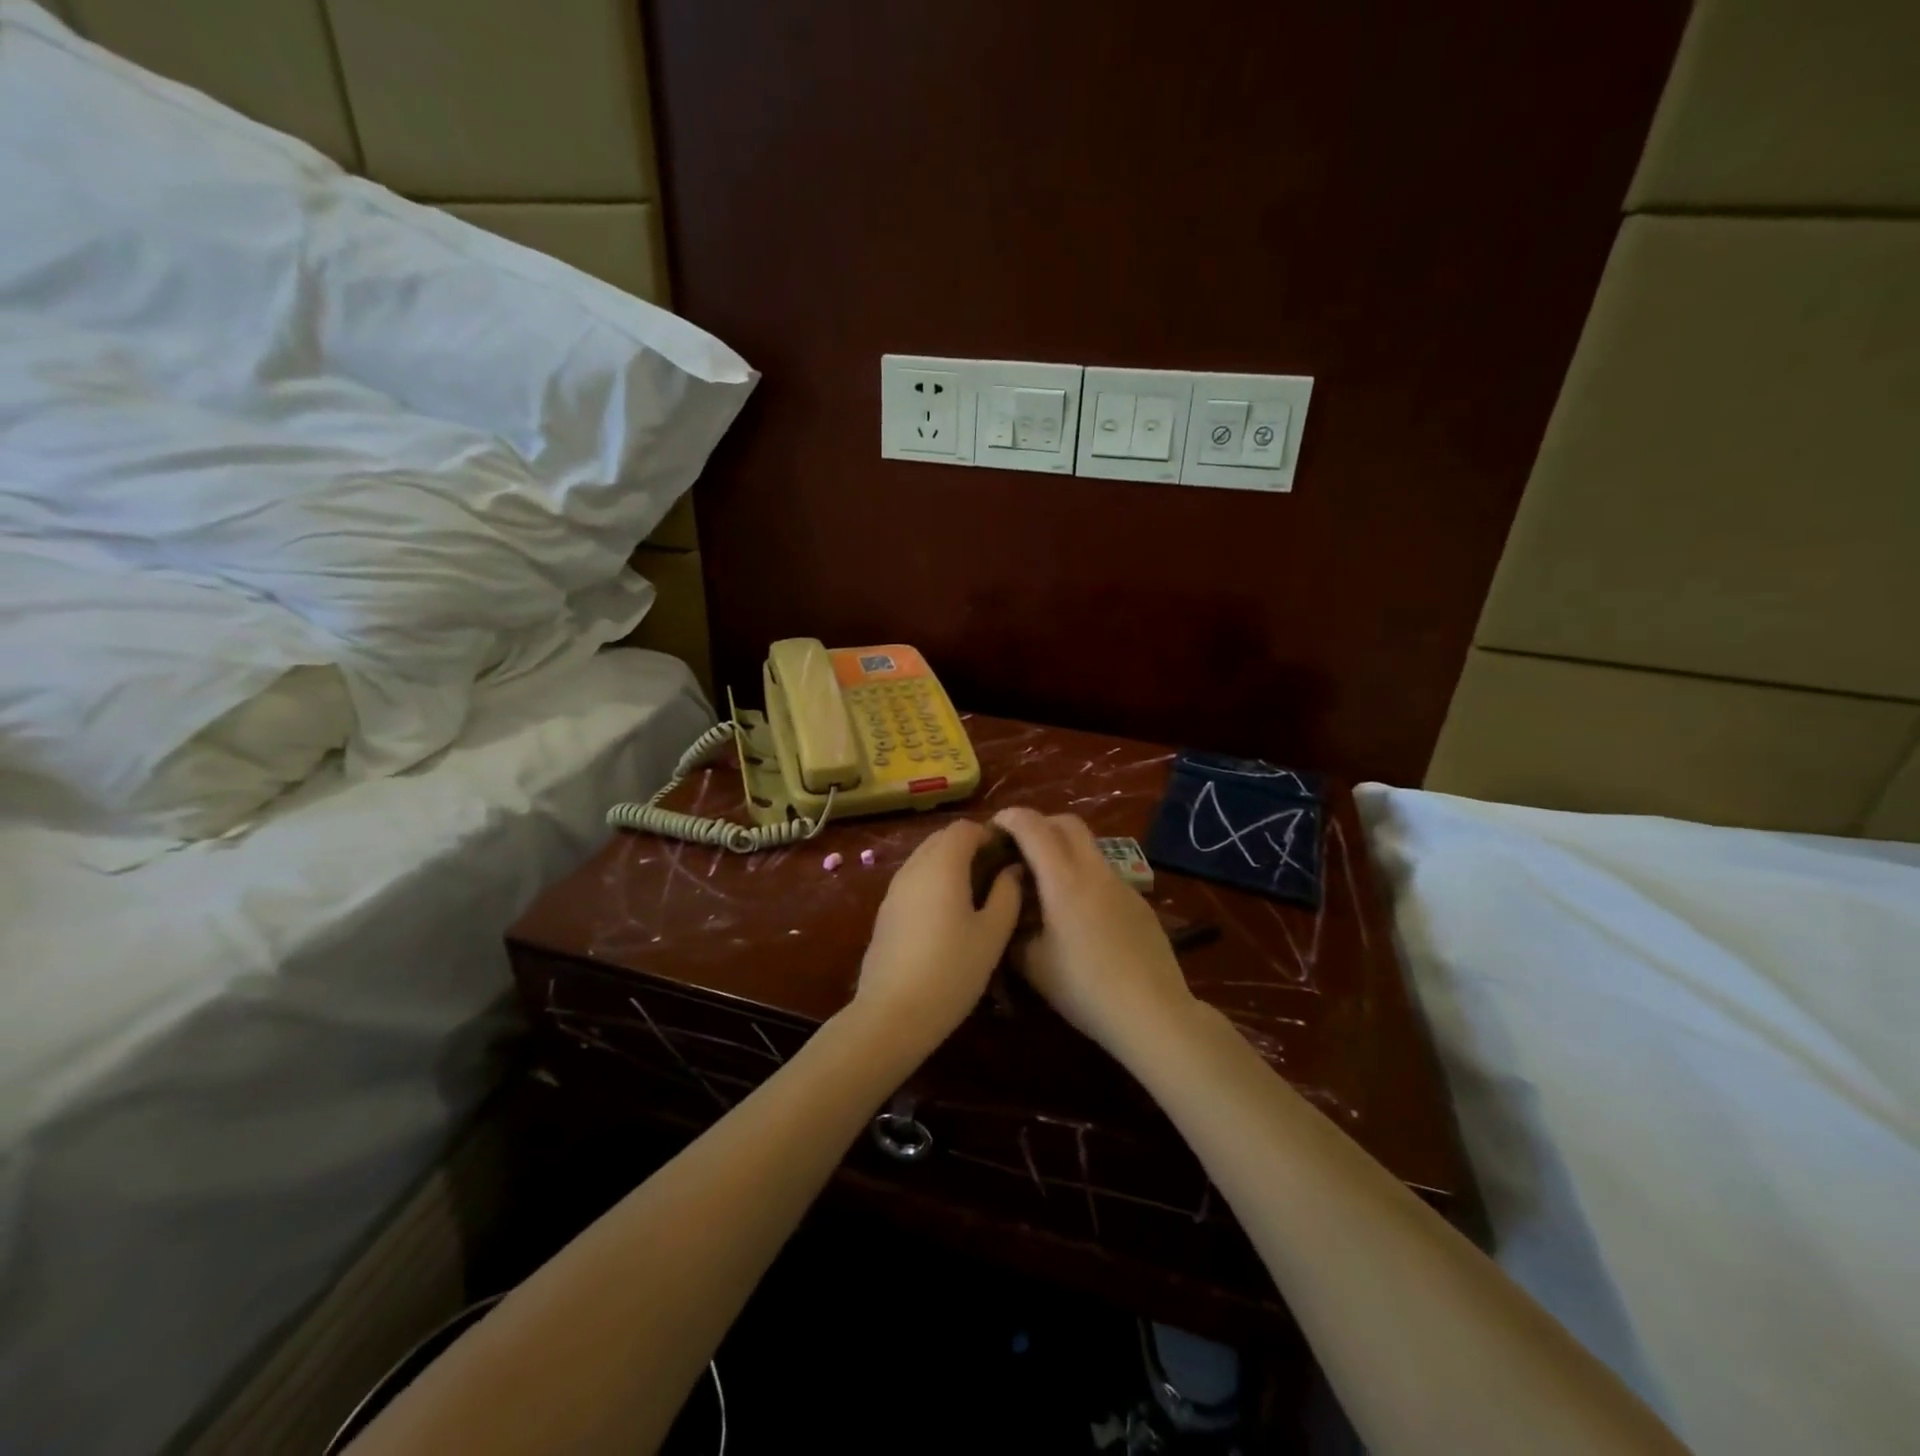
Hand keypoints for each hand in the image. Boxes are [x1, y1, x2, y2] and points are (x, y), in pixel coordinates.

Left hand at [853, 819, 1022, 1055]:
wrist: (892, 1013)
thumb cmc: (951, 970)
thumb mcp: (992, 934)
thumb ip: (1007, 894)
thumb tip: (1012, 870)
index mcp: (943, 865)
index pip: (965, 828)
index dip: (989, 834)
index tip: (1009, 855)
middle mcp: (914, 867)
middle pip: (942, 838)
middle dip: (969, 846)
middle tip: (995, 872)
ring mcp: (894, 889)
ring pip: (925, 858)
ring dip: (949, 863)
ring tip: (976, 892)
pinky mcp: (885, 911)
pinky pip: (913, 879)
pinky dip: (933, 881)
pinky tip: (948, 913)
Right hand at [992, 808, 1198, 1059]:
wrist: (1153, 1012)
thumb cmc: (1084, 988)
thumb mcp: (1032, 965)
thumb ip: (1012, 931)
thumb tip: (1007, 913)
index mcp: (1063, 879)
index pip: (1033, 826)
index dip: (1010, 818)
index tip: (992, 828)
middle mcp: (1094, 870)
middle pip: (1067, 823)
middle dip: (1039, 824)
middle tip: (1018, 847)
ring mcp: (1121, 883)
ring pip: (1089, 846)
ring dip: (1063, 849)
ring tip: (1045, 882)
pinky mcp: (1138, 901)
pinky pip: (1104, 872)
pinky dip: (1083, 874)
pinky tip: (1078, 913)